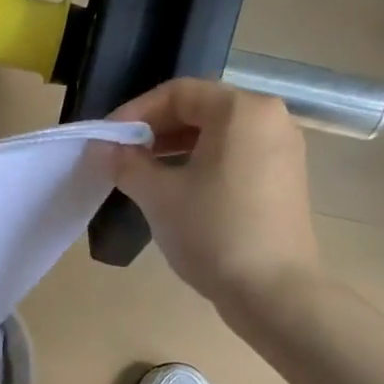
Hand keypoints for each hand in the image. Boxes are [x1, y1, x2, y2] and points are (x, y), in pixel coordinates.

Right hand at [110, 79, 323, 315]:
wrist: (273, 291)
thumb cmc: (213, 230)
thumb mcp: (158, 194)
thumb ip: (125, 163)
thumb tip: (101, 148)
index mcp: (242, 110)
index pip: (178, 93)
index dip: (135, 112)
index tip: (107, 140)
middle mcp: (270, 119)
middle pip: (200, 109)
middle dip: (154, 130)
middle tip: (120, 156)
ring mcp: (282, 150)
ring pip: (217, 134)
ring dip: (174, 148)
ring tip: (141, 174)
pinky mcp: (283, 179)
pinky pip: (233, 156)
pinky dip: (200, 163)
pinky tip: (175, 191)